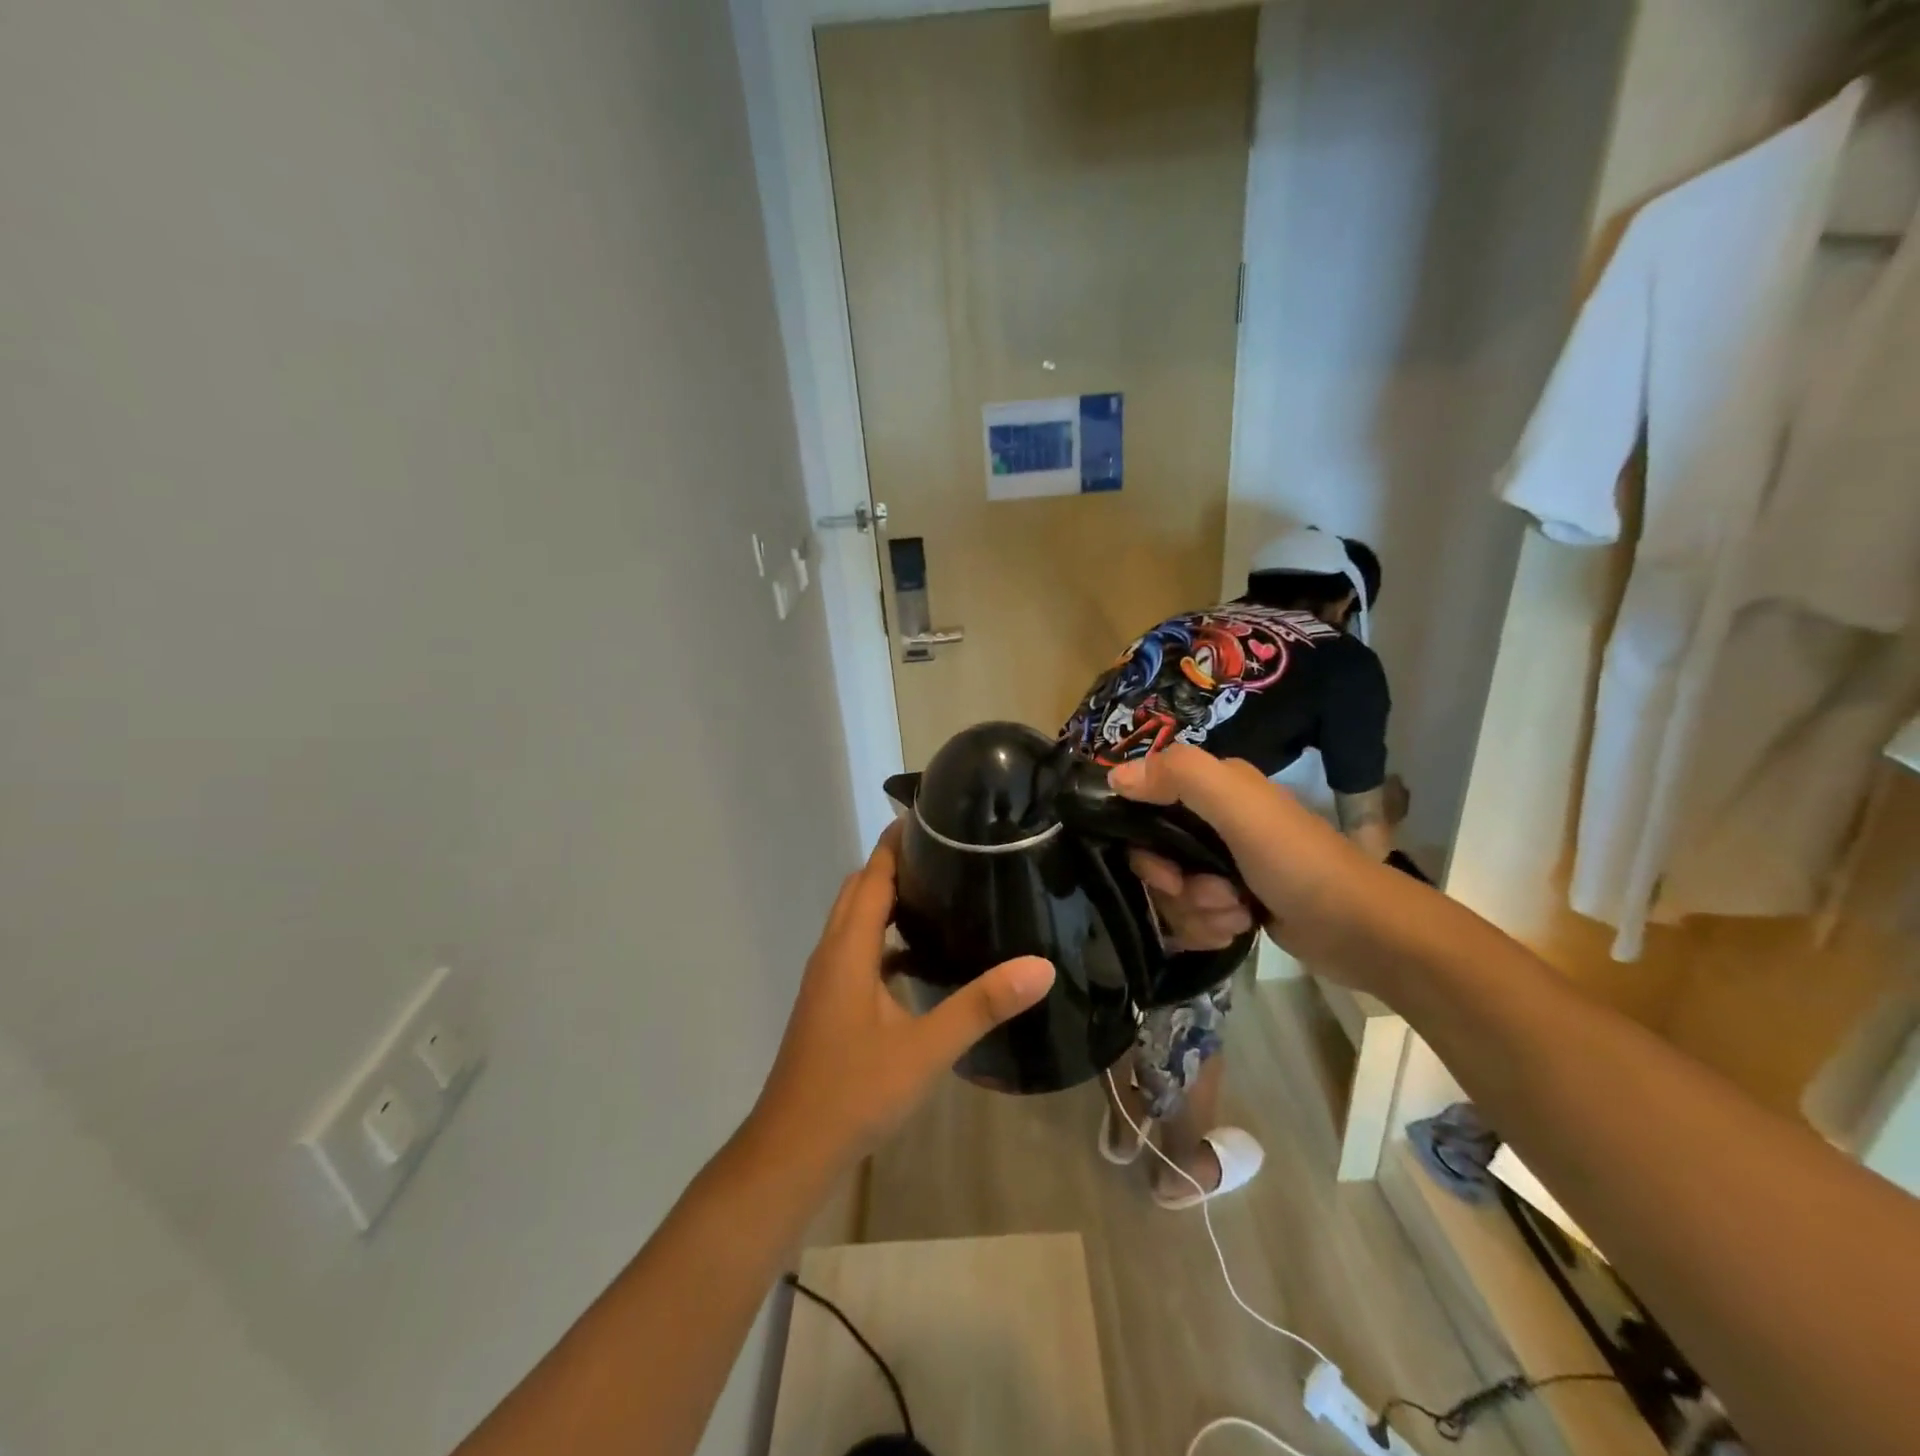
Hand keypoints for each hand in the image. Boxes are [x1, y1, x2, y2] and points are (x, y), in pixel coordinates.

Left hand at [751, 824, 1053, 1167]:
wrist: (792, 1150)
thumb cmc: (854, 1092)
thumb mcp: (926, 1048)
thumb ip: (981, 1005)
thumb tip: (1039, 967)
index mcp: (848, 949)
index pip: (872, 875)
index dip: (897, 843)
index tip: (934, 818)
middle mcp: (832, 953)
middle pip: (860, 891)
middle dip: (896, 865)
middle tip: (948, 853)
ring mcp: (827, 981)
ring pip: (857, 923)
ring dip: (890, 902)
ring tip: (942, 896)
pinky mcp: (830, 1004)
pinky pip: (859, 953)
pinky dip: (886, 941)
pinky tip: (921, 962)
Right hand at [1109, 745, 1376, 984]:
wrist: (1361, 930)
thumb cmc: (1298, 861)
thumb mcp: (1240, 808)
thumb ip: (1181, 777)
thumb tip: (1114, 776)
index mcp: (1213, 788)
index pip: (1143, 805)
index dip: (1142, 843)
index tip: (1164, 871)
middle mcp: (1212, 821)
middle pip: (1153, 857)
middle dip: (1176, 887)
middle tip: (1213, 894)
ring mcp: (1221, 865)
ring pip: (1171, 893)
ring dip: (1197, 913)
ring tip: (1237, 914)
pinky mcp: (1231, 902)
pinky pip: (1190, 917)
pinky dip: (1208, 928)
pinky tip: (1239, 928)